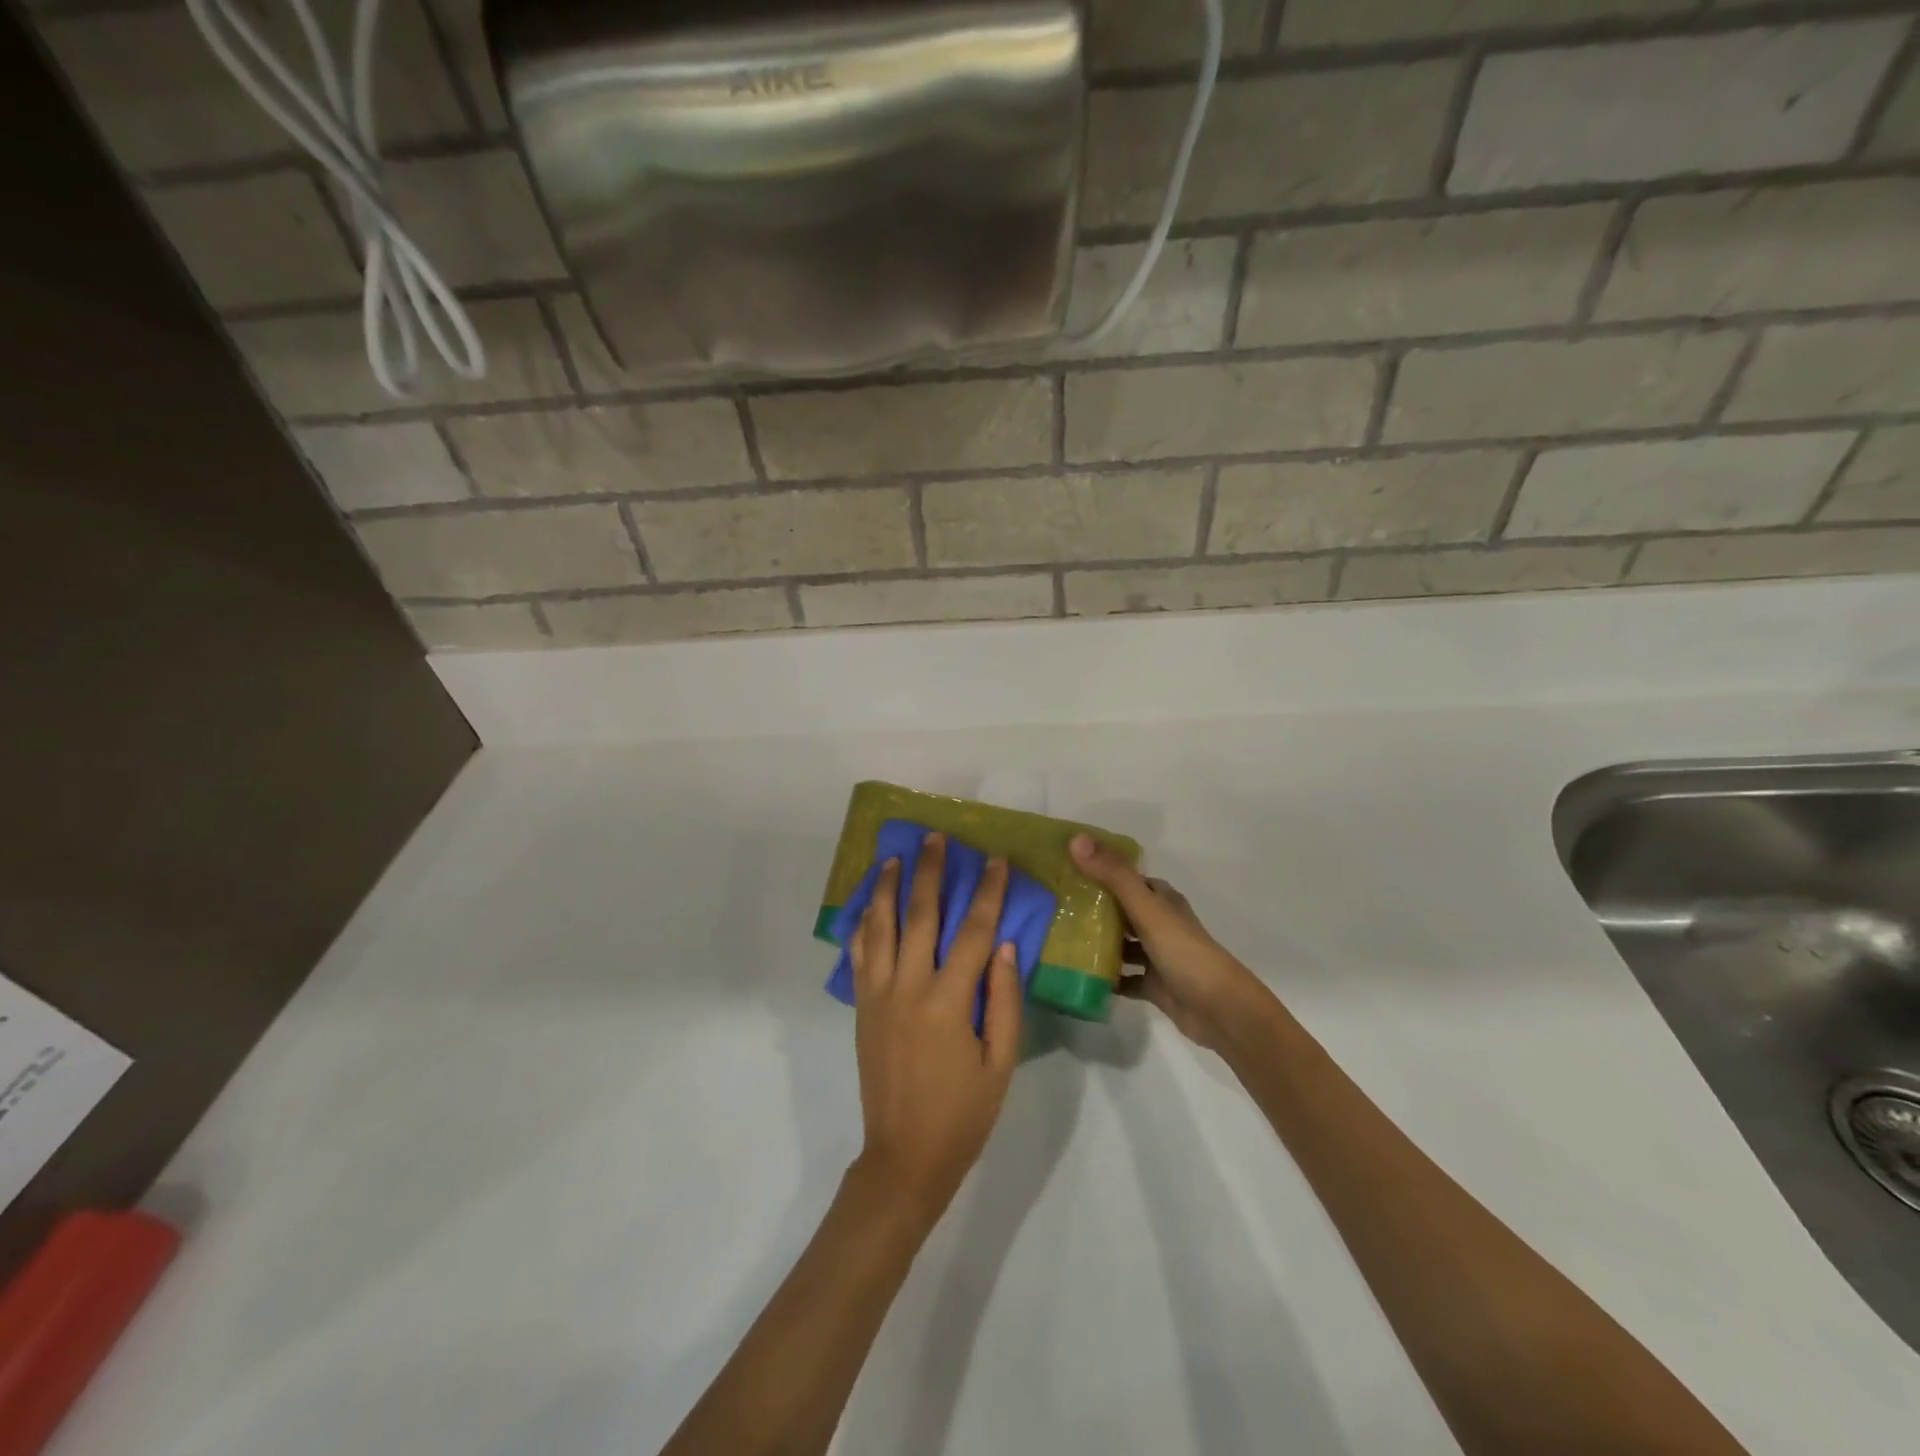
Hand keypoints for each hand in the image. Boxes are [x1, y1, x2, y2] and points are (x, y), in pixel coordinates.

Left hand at [849, 833, 1022, 1224]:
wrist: (904, 1156)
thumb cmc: (963, 1113)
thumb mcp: (1001, 1063)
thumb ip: (1004, 1000)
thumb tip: (1005, 945)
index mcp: (949, 1002)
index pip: (973, 932)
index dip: (987, 892)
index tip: (995, 860)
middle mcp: (908, 988)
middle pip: (920, 915)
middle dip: (930, 872)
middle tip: (935, 838)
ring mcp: (878, 995)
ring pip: (881, 926)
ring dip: (889, 887)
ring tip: (896, 856)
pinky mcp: (862, 1006)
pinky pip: (859, 954)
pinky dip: (863, 923)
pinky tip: (869, 904)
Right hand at [1070, 834, 1272, 1053]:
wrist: (1219, 1010)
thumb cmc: (1184, 952)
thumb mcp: (1147, 909)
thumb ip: (1113, 875)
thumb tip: (1076, 839)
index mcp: (1163, 900)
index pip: (1129, 878)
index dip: (1102, 871)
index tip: (1068, 869)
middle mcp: (1161, 924)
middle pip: (1123, 911)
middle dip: (1095, 908)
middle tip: (1056, 907)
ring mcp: (1158, 957)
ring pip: (1123, 945)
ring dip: (1098, 943)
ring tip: (1060, 940)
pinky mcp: (1155, 986)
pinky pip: (1125, 979)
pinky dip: (1107, 978)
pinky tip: (1081, 977)